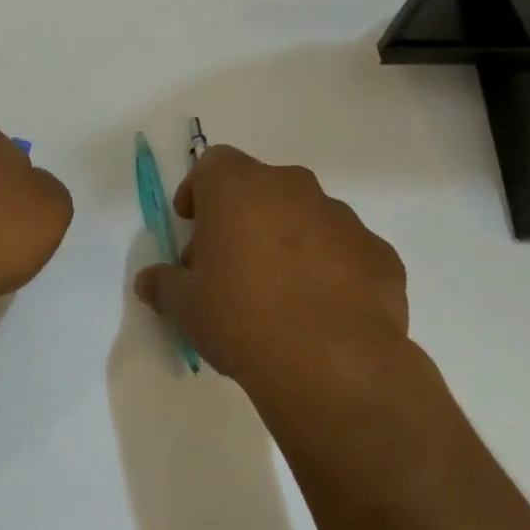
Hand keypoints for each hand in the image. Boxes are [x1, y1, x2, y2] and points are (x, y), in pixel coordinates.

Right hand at [135, 145, 408, 394]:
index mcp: (239, 187)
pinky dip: (330, 269)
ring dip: (287, 240)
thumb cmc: (241, 318)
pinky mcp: (380, 254)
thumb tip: (149, 281)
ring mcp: (343, 218)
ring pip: (305, 217)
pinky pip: (345, 251)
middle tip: (229, 266)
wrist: (333, 365)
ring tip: (278, 293)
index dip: (199, 191)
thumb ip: (164, 284)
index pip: (213, 164)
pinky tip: (320, 311)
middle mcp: (293, 188)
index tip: (192, 224)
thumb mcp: (186, 306)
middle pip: (260, 189)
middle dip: (242, 219)